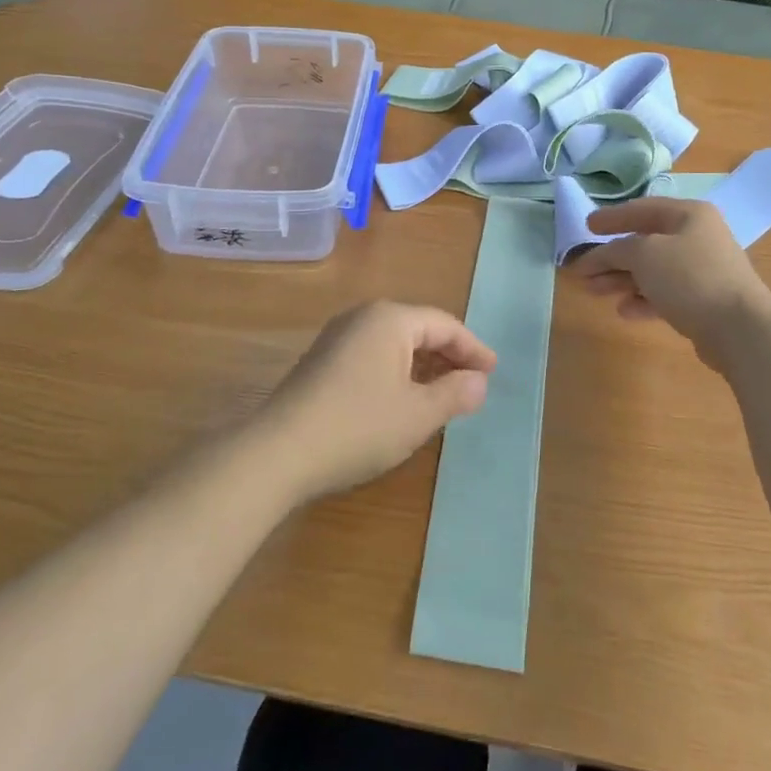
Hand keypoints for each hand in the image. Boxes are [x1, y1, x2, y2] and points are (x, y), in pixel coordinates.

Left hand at [261, 302, 496, 501]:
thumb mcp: (417, 415)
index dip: (473, 348)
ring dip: (423, 366)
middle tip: (473, 382)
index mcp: (390, 319)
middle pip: (418, 329)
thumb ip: (455, 394)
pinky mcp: (322, 361)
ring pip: (394, 344)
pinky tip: (403, 399)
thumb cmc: (358, 427)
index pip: (444, 325)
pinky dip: (397, 372)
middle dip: (448, 355)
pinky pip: (373, 355)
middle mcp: (363, 317)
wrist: (277, 453)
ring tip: (444, 393)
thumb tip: (479, 381)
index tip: (493, 371)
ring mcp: (338, 338)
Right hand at [575, 198, 770, 355]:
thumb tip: (599, 255)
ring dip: (622, 280)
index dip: (612, 217)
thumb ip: (616, 250)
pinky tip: (623, 311)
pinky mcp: (704, 302)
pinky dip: (643, 299)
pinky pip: (665, 294)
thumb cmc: (690, 277)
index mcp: (689, 214)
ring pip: (653, 271)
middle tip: (583, 269)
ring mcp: (703, 270)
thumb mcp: (644, 254)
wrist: (740, 329)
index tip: (586, 226)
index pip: (642, 209)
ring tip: (593, 292)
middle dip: (612, 257)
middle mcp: (698, 237)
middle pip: (645, 242)